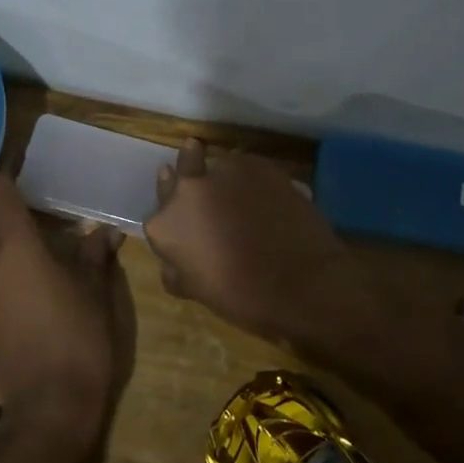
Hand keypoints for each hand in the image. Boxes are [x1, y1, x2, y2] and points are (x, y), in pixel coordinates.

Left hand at [0, 175, 132, 451]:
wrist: (49, 408)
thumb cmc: (79, 337)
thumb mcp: (96, 290)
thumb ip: (95, 254)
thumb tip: (105, 232)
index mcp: (15, 247)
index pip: (0, 194)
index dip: (6, 173)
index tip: (16, 159)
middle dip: (19, 217)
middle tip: (46, 212)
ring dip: (12, 248)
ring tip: (41, 250)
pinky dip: (5, 274)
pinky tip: (29, 284)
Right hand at [143, 139, 347, 340]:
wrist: (304, 283)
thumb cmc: (245, 298)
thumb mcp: (198, 290)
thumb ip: (178, 268)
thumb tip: (172, 261)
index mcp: (165, 225)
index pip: (159, 214)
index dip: (174, 219)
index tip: (187, 222)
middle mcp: (187, 189)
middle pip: (182, 170)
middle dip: (189, 173)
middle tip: (202, 180)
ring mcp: (223, 171)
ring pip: (218, 167)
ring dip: (224, 179)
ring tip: (243, 196)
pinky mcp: (257, 164)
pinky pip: (247, 168)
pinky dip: (253, 180)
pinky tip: (267, 197)